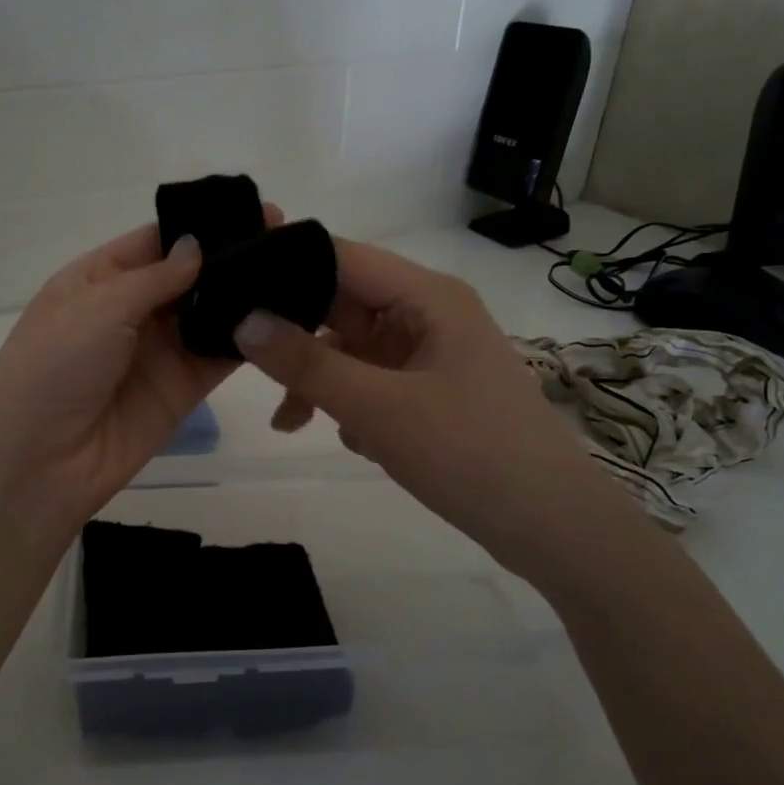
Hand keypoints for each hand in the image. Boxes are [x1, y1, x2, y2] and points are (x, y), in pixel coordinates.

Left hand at [0, 213, 279, 540]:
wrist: (39, 462)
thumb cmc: (54, 367)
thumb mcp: (97, 307)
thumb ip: (155, 277)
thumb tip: (198, 245)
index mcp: (97, 279)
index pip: (155, 241)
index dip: (199, 226)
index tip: (251, 209)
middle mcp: (131, 310)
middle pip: (189, 275)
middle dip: (230, 257)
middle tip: (285, 235)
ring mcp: (159, 351)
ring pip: (210, 313)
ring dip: (245, 295)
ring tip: (297, 270)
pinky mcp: (183, 389)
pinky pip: (220, 356)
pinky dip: (248, 339)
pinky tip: (285, 317)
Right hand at [234, 239, 607, 575]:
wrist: (553, 527)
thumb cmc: (469, 453)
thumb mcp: (377, 408)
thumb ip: (307, 363)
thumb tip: (243, 321)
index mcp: (427, 296)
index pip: (341, 257)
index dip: (285, 267)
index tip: (230, 291)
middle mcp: (431, 314)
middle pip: (344, 305)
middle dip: (298, 339)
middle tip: (247, 367)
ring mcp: (435, 354)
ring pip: (355, 349)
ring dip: (321, 380)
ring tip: (291, 424)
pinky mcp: (436, 392)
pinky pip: (376, 381)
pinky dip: (353, 404)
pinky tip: (352, 442)